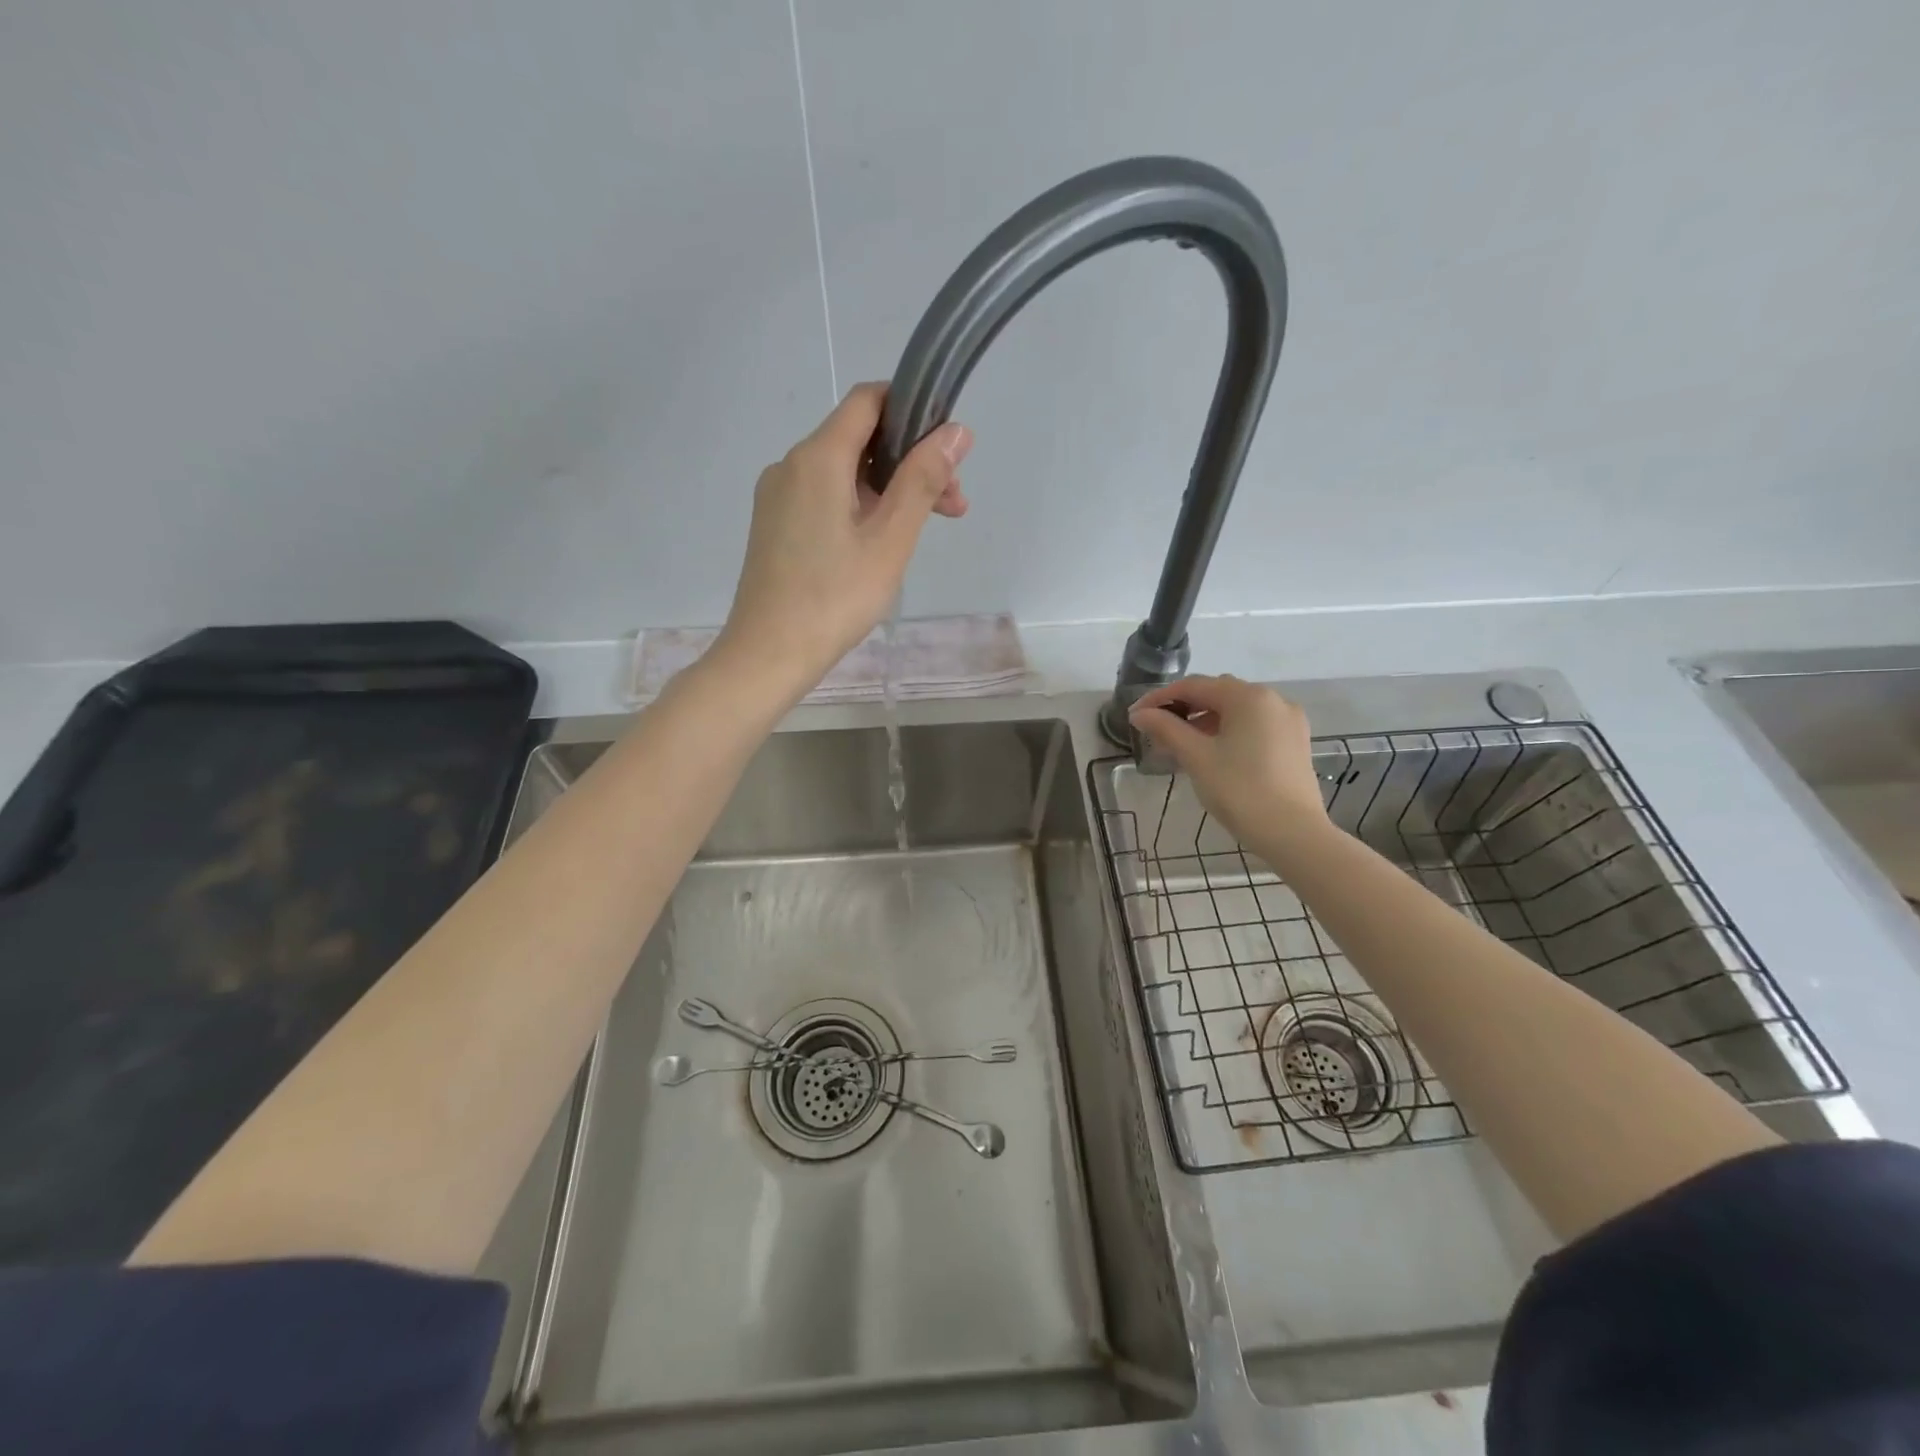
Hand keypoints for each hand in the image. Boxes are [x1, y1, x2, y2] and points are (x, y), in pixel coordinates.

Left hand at [716, 383, 970, 696]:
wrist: (768, 654)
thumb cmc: (835, 598)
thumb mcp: (890, 539)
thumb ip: (922, 480)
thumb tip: (955, 432)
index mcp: (817, 457)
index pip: (868, 400)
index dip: (912, 409)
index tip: (947, 449)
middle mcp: (791, 464)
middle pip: (859, 439)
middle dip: (910, 462)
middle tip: (953, 506)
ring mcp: (778, 496)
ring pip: (843, 472)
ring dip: (889, 489)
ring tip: (926, 530)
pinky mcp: (775, 525)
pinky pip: (824, 497)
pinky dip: (860, 506)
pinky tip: (882, 543)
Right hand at [1129, 676, 1329, 848]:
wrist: (1293, 834)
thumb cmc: (1240, 791)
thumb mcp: (1196, 757)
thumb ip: (1166, 729)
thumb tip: (1140, 714)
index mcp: (1248, 696)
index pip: (1194, 686)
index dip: (1160, 698)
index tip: (1136, 716)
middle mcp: (1273, 699)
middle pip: (1218, 694)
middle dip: (1184, 708)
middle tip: (1157, 731)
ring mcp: (1288, 721)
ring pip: (1237, 710)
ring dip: (1206, 721)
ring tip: (1181, 745)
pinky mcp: (1294, 742)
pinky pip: (1254, 725)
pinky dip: (1229, 731)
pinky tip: (1213, 753)